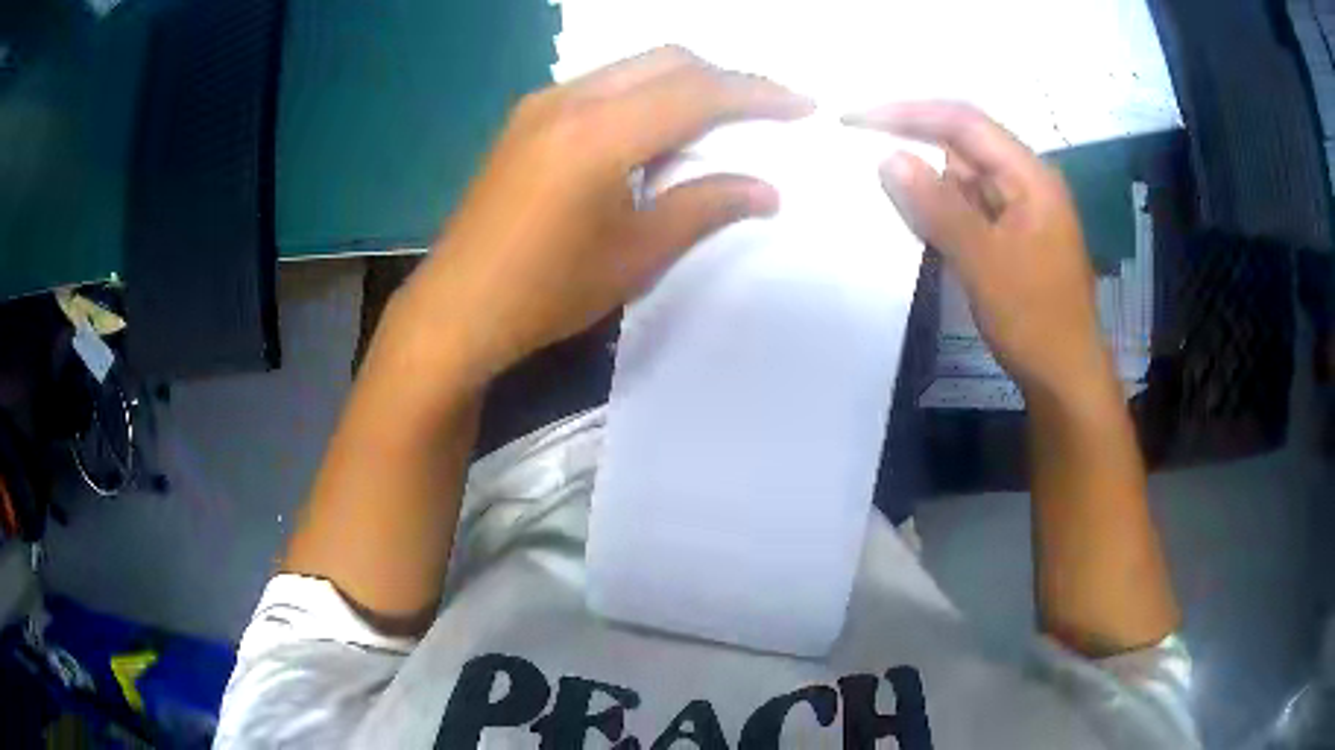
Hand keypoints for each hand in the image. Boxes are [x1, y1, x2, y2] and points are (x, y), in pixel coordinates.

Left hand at [393, 47, 812, 383]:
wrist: (456, 310)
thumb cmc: (546, 292)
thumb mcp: (636, 254)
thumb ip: (705, 207)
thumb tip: (765, 189)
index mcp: (599, 134)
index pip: (696, 91)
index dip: (756, 93)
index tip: (801, 104)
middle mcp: (568, 100)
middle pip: (665, 61)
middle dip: (723, 78)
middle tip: (763, 111)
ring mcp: (540, 105)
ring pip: (631, 67)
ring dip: (682, 83)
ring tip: (716, 121)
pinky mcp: (525, 119)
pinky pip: (601, 85)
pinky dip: (642, 94)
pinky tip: (653, 131)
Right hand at [846, 102, 1107, 399]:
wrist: (1065, 378)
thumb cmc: (1034, 320)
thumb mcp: (983, 261)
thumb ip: (937, 206)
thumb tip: (888, 158)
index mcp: (1030, 176)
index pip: (964, 121)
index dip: (909, 112)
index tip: (857, 119)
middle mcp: (1025, 182)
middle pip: (963, 144)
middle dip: (913, 143)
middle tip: (857, 150)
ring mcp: (1019, 210)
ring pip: (962, 178)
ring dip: (924, 181)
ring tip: (879, 185)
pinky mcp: (1010, 236)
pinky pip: (967, 208)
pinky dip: (939, 210)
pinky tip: (913, 219)